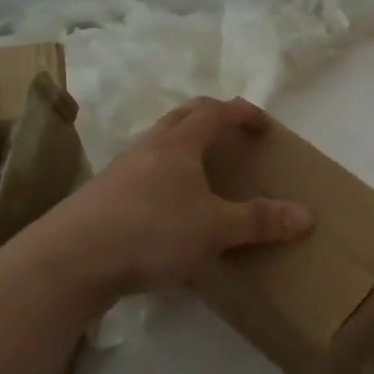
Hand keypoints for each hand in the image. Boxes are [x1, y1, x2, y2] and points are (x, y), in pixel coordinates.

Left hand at [26, 97, 311, 296]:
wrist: (67, 262)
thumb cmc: (150, 232)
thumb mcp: (214, 229)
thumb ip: (258, 221)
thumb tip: (306, 216)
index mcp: (177, 145)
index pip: (215, 111)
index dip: (242, 113)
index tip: (265, 125)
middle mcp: (147, 149)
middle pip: (181, 117)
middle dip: (211, 119)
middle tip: (233, 136)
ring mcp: (120, 173)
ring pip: (158, 146)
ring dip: (184, 149)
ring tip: (203, 175)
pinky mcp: (102, 201)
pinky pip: (141, 177)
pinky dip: (164, 180)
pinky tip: (169, 213)